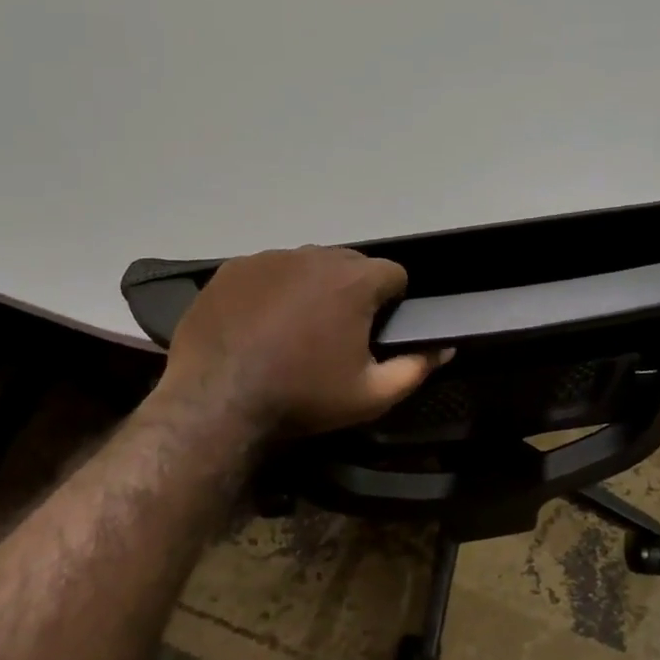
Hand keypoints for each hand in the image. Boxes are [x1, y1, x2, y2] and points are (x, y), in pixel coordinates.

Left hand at [154, 247, 445, 436]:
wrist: (215, 403)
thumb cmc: (302, 398)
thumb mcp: (371, 396)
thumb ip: (417, 368)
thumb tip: (444, 348)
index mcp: (354, 282)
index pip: (393, 273)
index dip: (392, 302)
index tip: (376, 331)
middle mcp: (314, 256)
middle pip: (350, 264)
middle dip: (353, 291)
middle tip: (337, 334)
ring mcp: (269, 258)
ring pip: (308, 265)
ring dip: (312, 288)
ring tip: (295, 330)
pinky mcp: (233, 268)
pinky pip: (268, 270)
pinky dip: (273, 290)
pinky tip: (260, 325)